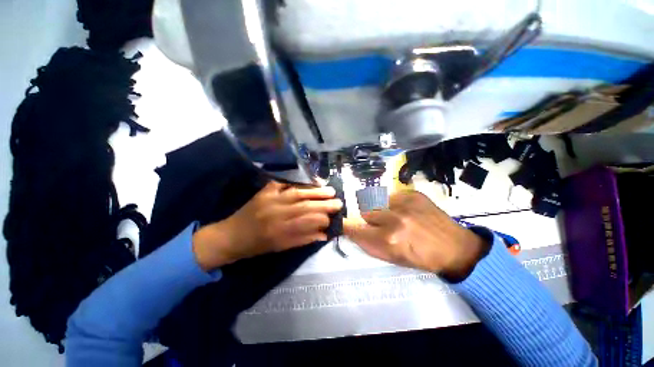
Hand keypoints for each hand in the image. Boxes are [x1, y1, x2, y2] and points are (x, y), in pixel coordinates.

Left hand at [192, 181, 342, 270]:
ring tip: (330, 190)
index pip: (308, 221)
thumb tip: (323, 234)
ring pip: (298, 193)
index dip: (323, 219)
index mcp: (280, 231)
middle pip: (306, 205)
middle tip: (339, 202)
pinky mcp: (265, 191)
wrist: (232, 236)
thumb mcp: (281, 248)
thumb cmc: (258, 246)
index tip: (334, 218)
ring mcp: (270, 199)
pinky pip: (283, 183)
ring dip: (315, 191)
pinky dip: (297, 182)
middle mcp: (277, 213)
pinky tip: (309, 182)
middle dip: (325, 204)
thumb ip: (303, 240)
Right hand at [343, 191, 488, 281]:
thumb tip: (353, 230)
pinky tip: (403, 210)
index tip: (344, 224)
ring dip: (378, 209)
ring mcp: (403, 203)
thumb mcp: (392, 258)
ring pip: (375, 201)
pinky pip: (390, 195)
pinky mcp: (412, 194)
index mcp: (387, 240)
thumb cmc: (421, 258)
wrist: (454, 247)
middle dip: (366, 218)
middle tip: (377, 223)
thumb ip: (368, 244)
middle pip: (363, 211)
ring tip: (391, 215)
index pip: (354, 228)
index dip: (347, 226)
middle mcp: (393, 219)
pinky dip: (391, 202)